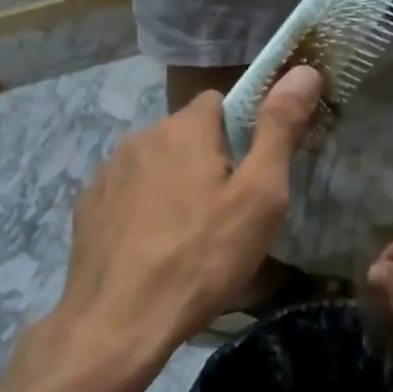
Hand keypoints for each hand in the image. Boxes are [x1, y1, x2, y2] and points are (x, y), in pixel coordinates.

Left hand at [50, 66, 321, 369]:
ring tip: (192, 236)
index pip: (221, 103)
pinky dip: (145, 209)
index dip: (244, 132)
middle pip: (188, 135)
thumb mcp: (258, 196)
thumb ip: (279, 129)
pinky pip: (129, 194)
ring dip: (176, 185)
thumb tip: (304, 70)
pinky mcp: (89, 207)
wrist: (118, 321)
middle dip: (210, 162)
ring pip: (157, 165)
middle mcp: (141, 137)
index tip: (254, 173)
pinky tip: (154, 248)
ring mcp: (108, 173)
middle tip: (230, 213)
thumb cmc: (202, 257)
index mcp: (184, 129)